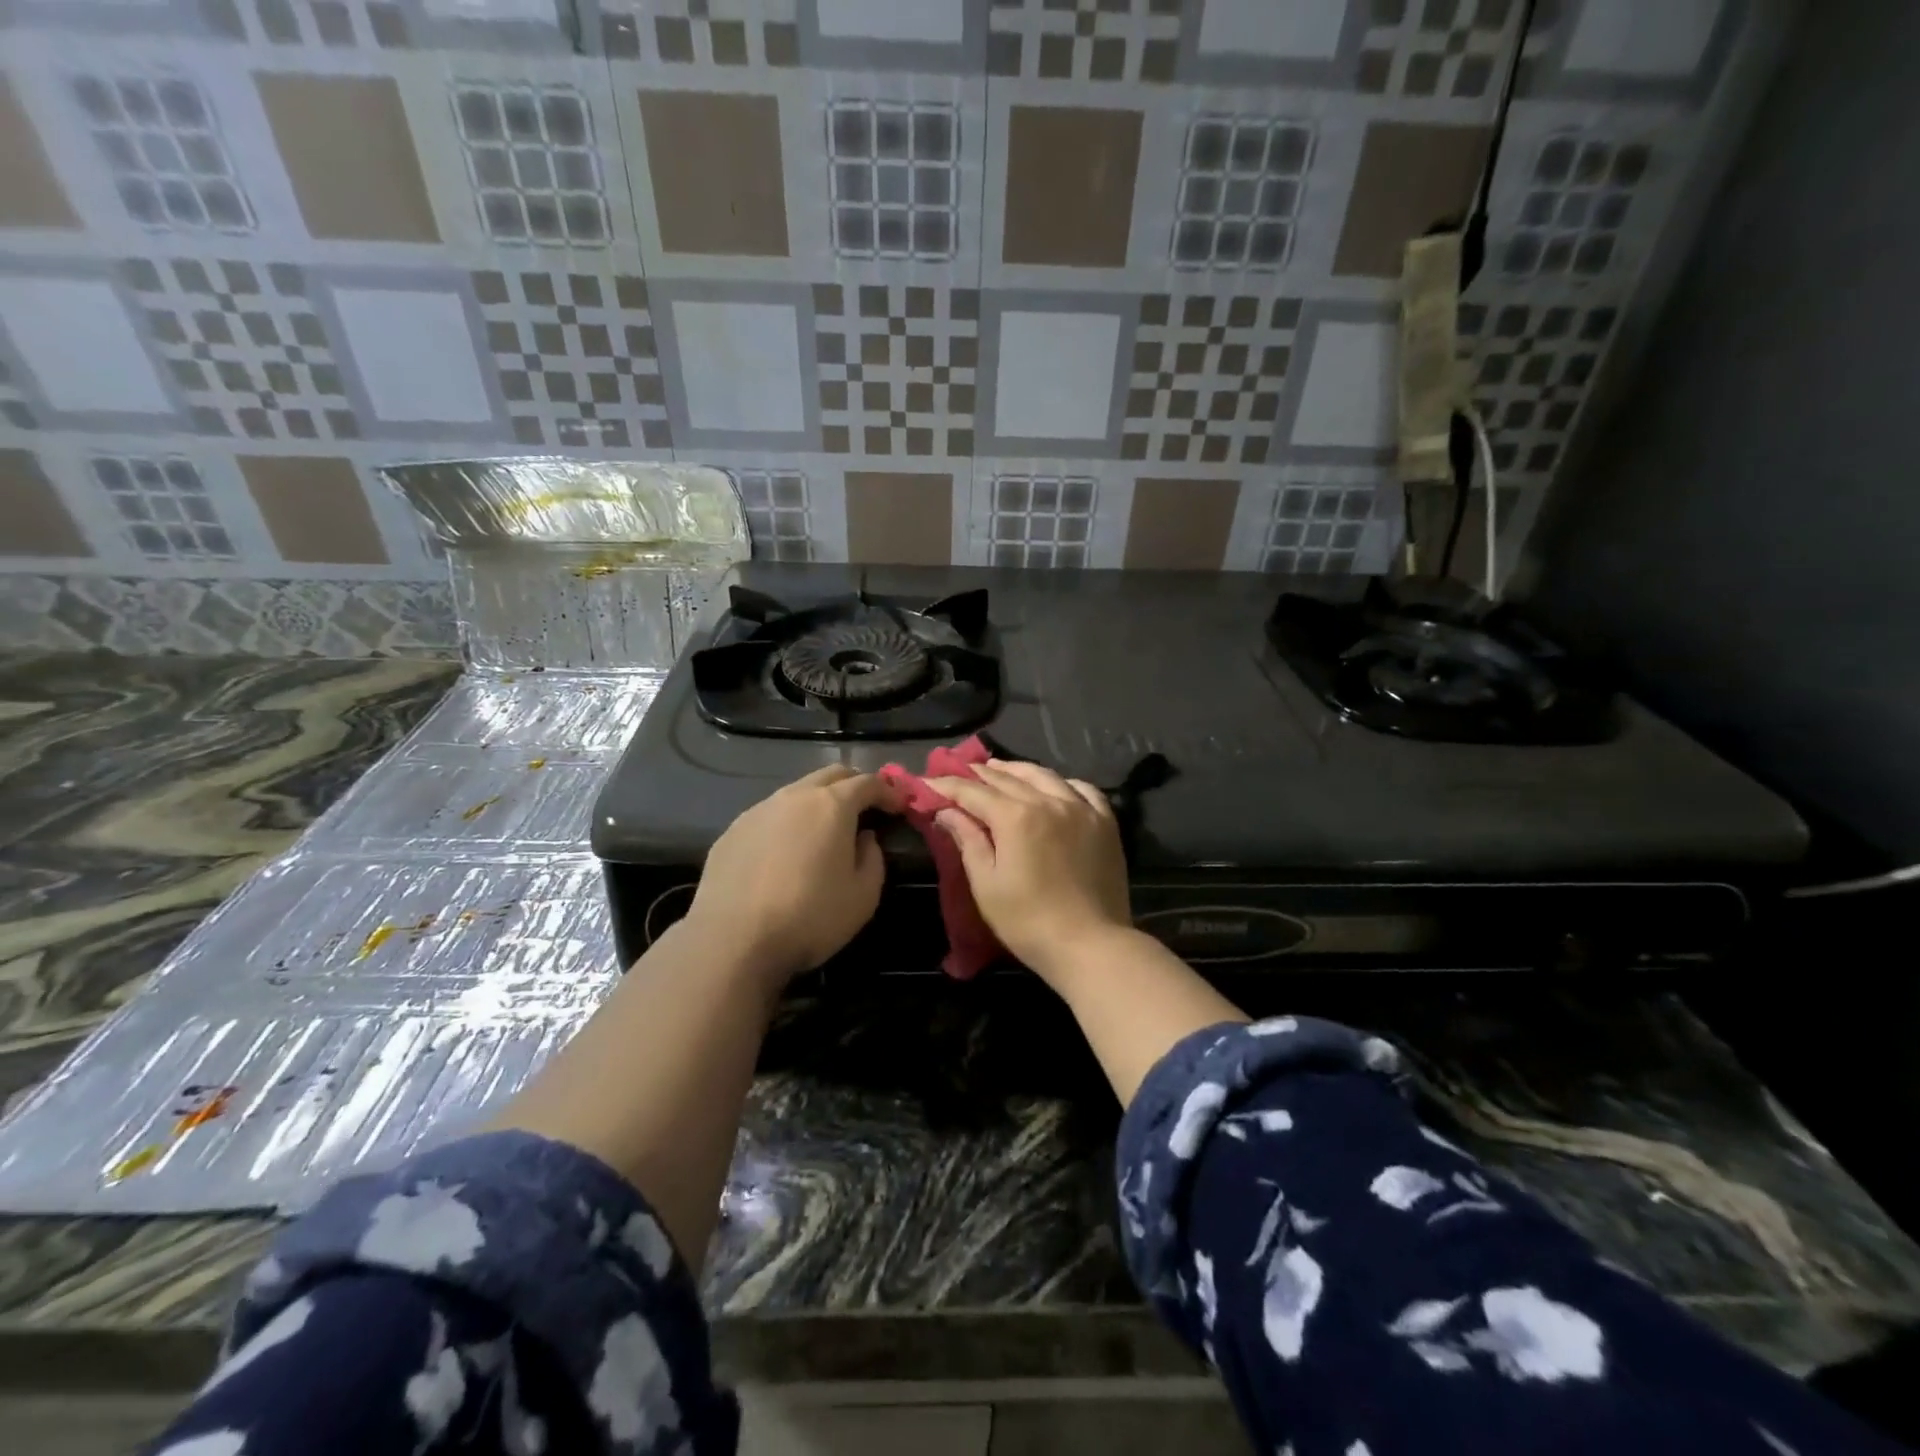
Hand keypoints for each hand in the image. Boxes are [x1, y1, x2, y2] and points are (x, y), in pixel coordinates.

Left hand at [684, 765, 900, 986]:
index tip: (900, 806)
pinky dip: (787, 823)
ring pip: (796, 792)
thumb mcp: (863, 896)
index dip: (888, 791)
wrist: (732, 941)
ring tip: (824, 831)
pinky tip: (785, 852)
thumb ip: (873, 858)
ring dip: (817, 803)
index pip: (868, 782)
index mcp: (831, 806)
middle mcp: (794, 797)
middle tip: (867, 808)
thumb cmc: (810, 917)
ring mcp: (758, 811)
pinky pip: (769, 816)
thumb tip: (864, 838)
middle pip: (830, 775)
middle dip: (854, 785)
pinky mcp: (732, 831)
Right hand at [925, 760, 1132, 985]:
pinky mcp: (1105, 822)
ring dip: (1016, 770)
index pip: (973, 791)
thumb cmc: (1028, 921)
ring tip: (999, 770)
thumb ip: (967, 841)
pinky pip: (1082, 789)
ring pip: (1044, 776)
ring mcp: (1081, 808)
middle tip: (959, 772)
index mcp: (1015, 816)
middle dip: (979, 774)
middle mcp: (1048, 801)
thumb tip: (947, 811)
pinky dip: (1061, 782)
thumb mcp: (987, 884)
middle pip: (1007, 778)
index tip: (927, 782)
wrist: (1090, 945)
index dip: (947, 785)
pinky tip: (1053, 787)